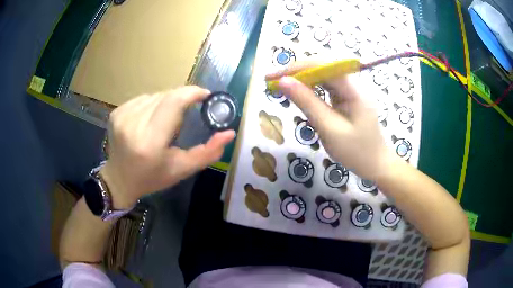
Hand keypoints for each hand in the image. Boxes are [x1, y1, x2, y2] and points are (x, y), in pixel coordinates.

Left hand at [100, 86, 235, 208]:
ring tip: (164, 122)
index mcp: (150, 142)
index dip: (192, 93)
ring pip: (155, 95)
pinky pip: (143, 98)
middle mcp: (133, 124)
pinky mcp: (116, 112)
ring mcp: (122, 116)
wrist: (120, 180)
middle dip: (180, 100)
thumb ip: (208, 152)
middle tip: (185, 116)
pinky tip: (149, 120)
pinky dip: (152, 105)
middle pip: (166, 96)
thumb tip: (229, 133)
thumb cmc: (152, 178)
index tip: (205, 95)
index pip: (173, 102)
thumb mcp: (182, 169)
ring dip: (166, 103)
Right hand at [266, 63, 393, 179]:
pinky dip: (310, 88)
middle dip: (296, 71)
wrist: (376, 165)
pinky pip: (326, 87)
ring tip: (280, 85)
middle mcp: (352, 84)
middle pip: (322, 67)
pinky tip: (298, 92)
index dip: (296, 67)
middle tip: (272, 80)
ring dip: (301, 78)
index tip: (273, 77)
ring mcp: (350, 91)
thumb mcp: (330, 129)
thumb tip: (283, 82)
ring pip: (322, 76)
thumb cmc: (356, 152)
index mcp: (353, 89)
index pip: (322, 66)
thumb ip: (307, 103)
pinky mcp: (347, 98)